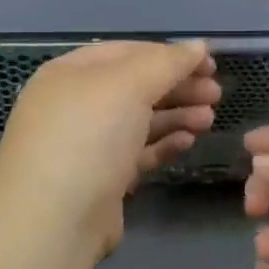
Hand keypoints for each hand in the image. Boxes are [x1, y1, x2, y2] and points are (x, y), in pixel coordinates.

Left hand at [0, 40, 217, 255]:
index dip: (169, 54)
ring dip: (176, 115)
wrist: (53, 222)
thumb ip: (167, 63)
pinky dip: (164, 144)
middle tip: (216, 94)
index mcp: (70, 73)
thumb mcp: (128, 86)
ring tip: (209, 119)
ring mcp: (86, 145)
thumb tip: (199, 46)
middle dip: (177, 86)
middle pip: (135, 86)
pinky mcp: (100, 181)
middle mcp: (74, 105)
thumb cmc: (88, 137)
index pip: (127, 52)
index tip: (209, 63)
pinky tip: (188, 142)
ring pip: (139, 121)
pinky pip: (137, 153)